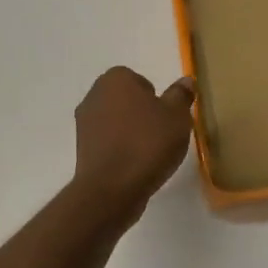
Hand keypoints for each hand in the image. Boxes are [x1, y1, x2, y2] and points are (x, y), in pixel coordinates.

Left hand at [72, 67, 195, 220]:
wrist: (112, 188)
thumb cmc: (147, 143)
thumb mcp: (177, 117)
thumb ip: (181, 96)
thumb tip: (186, 80)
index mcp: (116, 79)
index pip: (139, 80)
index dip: (155, 98)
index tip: (166, 118)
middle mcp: (94, 95)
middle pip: (125, 100)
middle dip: (142, 114)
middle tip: (161, 134)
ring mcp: (84, 123)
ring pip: (115, 121)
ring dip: (130, 132)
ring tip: (149, 153)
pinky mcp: (81, 149)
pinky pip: (107, 142)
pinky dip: (119, 149)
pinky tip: (134, 166)